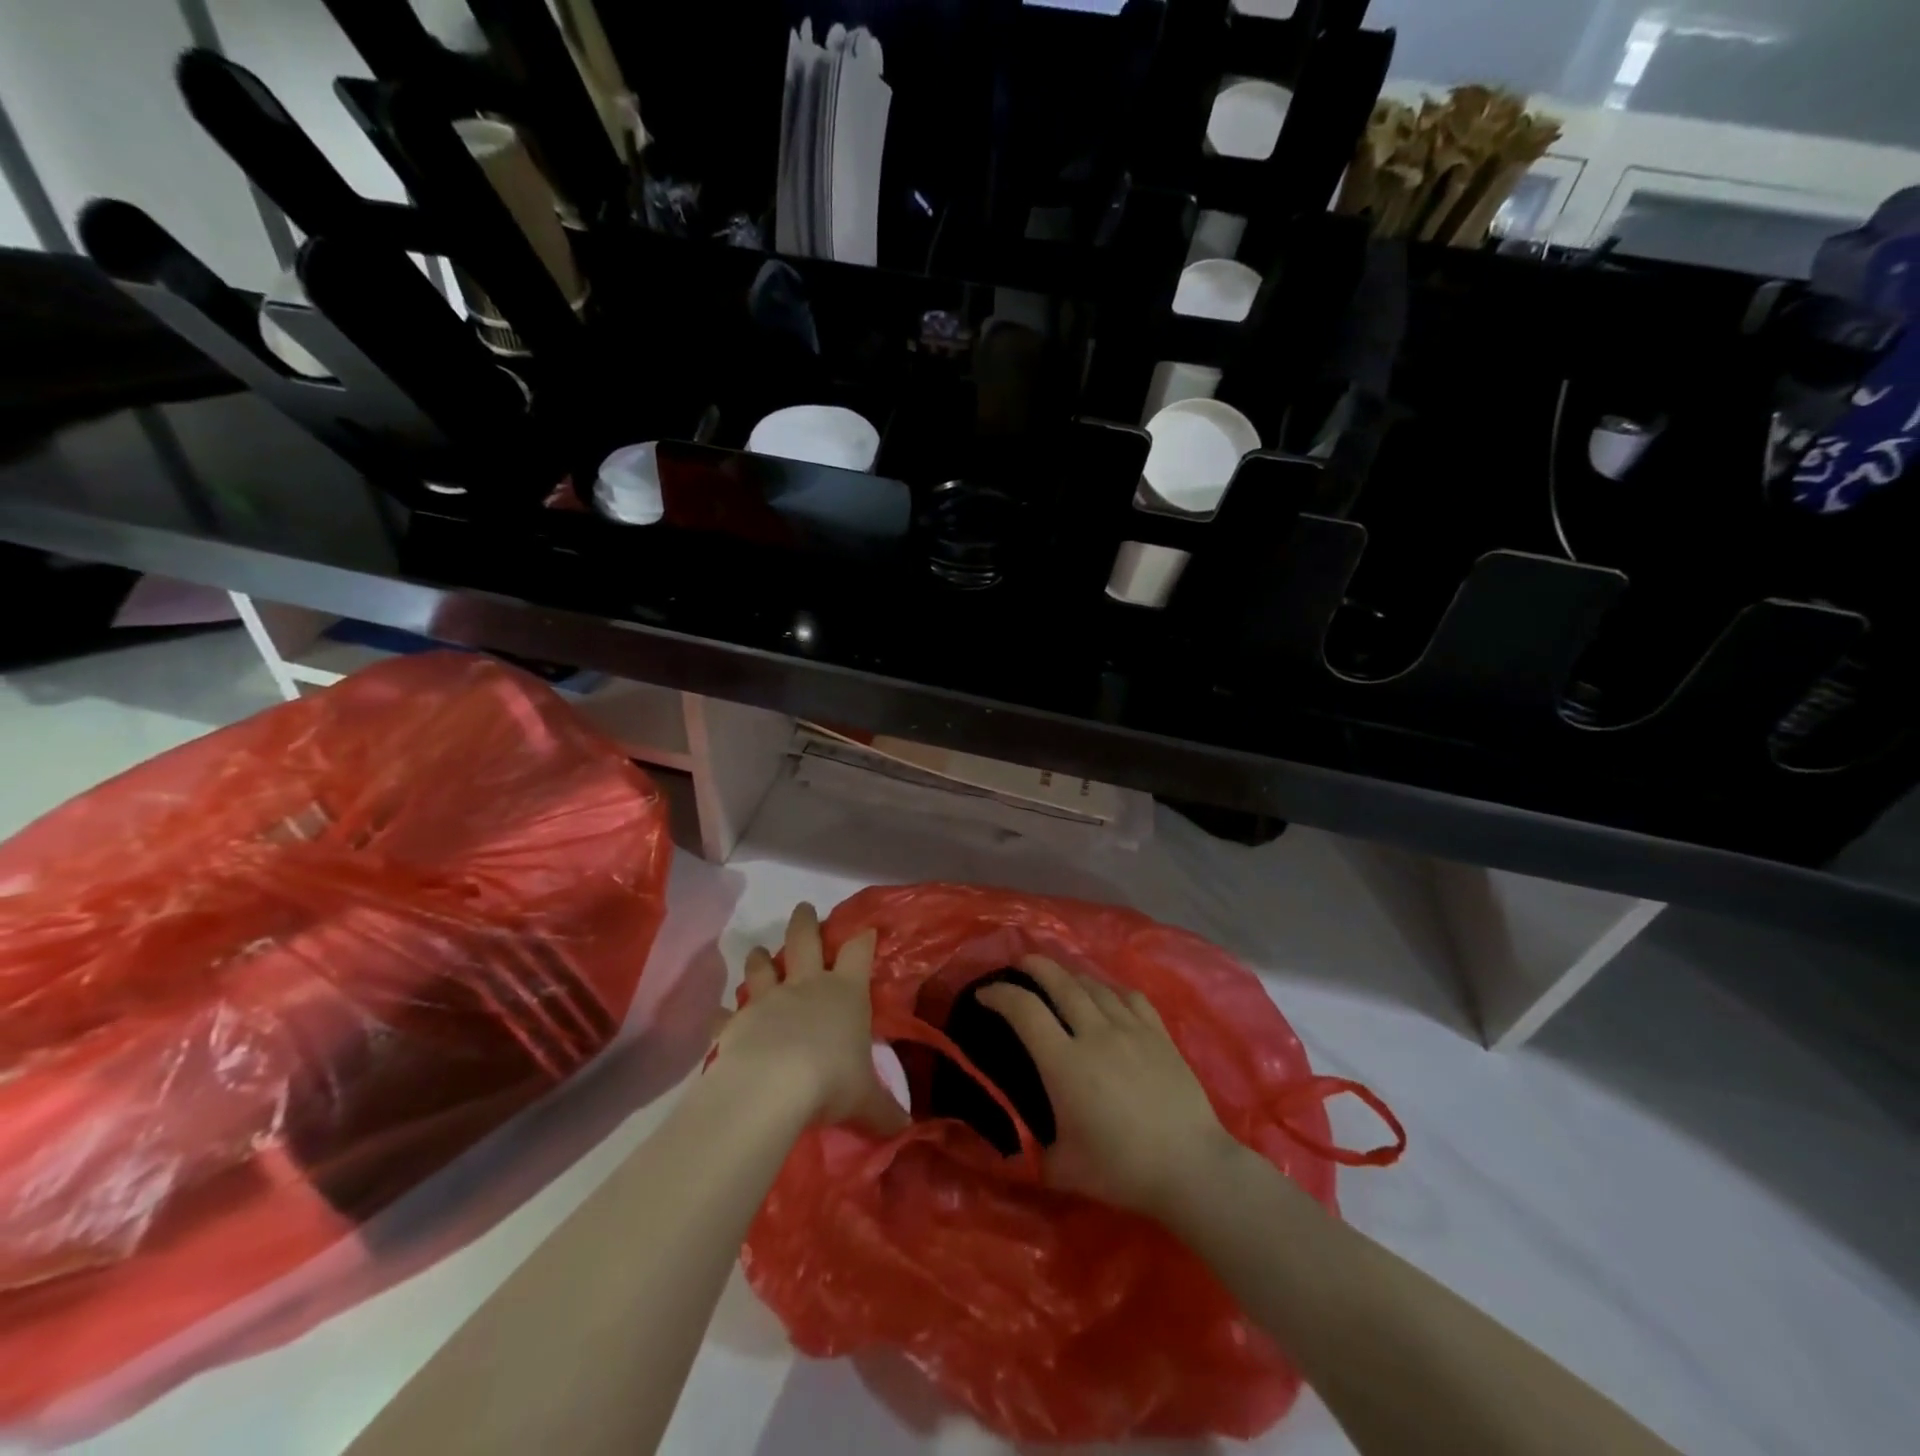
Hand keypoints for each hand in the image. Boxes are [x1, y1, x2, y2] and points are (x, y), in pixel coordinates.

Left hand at [710, 903, 907, 1134]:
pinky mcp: (736, 1022)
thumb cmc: (831, 1081)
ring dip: (761, 958)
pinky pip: (727, 1015)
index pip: (858, 953)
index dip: (863, 939)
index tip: (866, 930)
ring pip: (762, 968)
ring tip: (759, 951)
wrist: (771, 1087)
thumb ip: (885, 1111)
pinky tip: (720, 1016)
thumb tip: (906, 1128)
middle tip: (803, 908)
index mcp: (845, 993)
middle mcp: (806, 986)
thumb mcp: (866, 1100)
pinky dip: (724, 1015)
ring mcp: (768, 1000)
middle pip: (805, 941)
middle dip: (805, 923)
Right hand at [977, 956, 1238, 1220]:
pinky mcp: (1158, 1033)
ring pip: (1093, 985)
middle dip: (1034, 966)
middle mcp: (1095, 1033)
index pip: (1023, 1010)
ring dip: (1070, 975)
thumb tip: (1005, 1141)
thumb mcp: (1061, 1170)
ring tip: (1059, 977)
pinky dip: (1110, 989)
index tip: (984, 994)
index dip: (999, 995)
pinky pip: (1128, 996)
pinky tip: (1106, 996)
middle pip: (1059, 981)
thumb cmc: (1121, 1170)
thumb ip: (1029, 1149)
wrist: (1191, 1168)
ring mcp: (1130, 1029)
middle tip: (1019, 964)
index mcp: (1064, 1063)